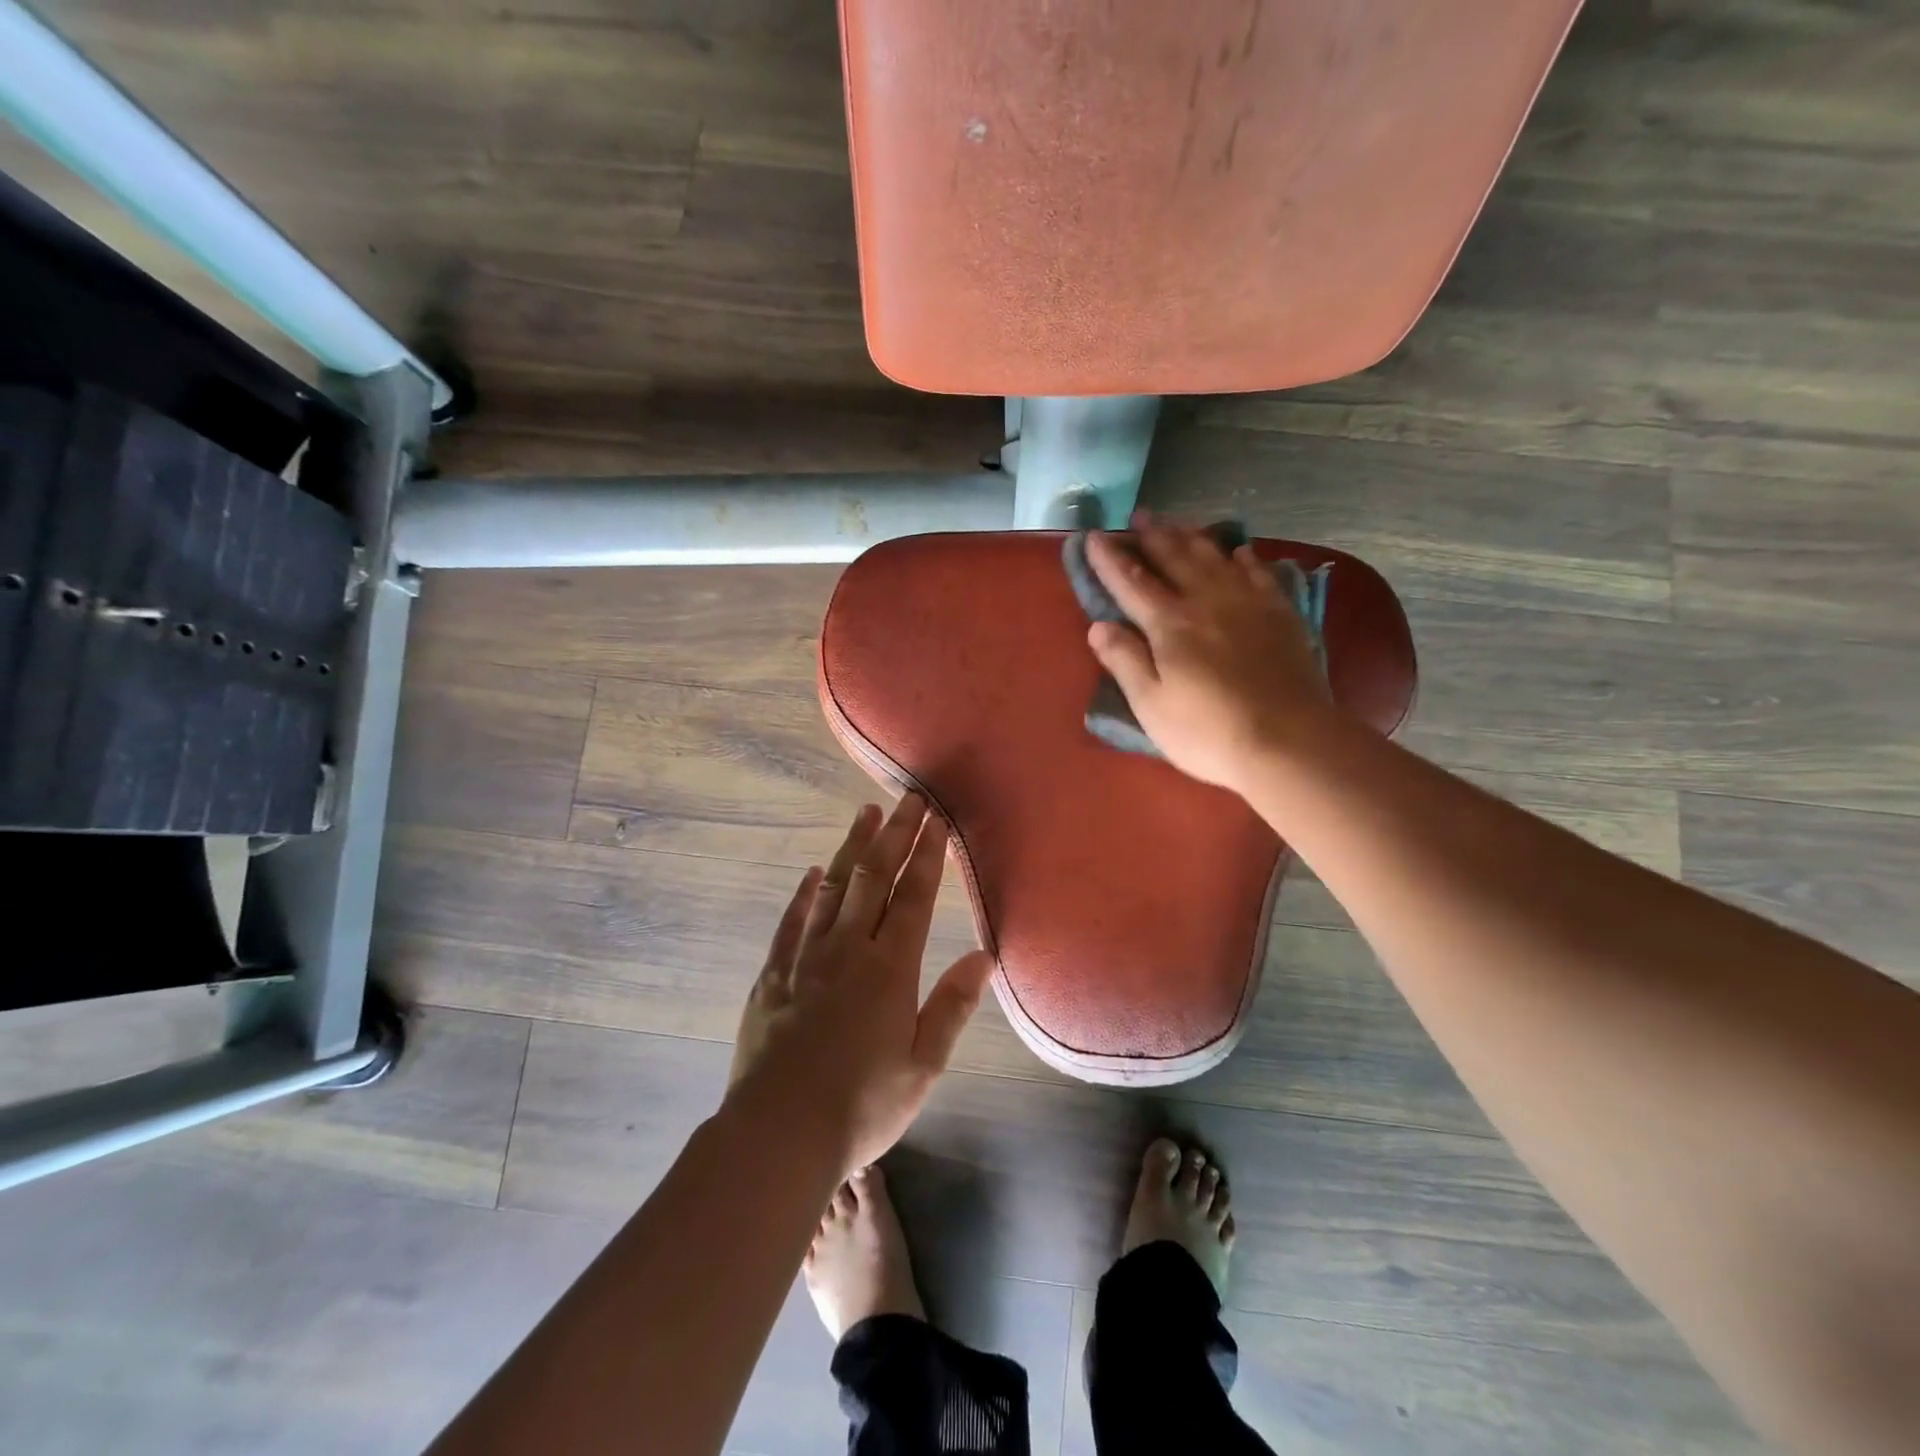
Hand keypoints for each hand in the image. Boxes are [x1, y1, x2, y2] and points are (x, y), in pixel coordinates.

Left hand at [727, 795, 994, 1174]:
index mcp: (890, 969)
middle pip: (875, 878)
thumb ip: (953, 1005)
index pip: (914, 896)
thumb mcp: (922, 1065)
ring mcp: (806, 958)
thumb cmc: (862, 1105)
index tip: (936, 820)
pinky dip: (804, 893)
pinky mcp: (772, 975)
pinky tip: (813, 873)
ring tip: (866, 814)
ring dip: (852, 848)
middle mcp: (849, 950)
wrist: (778, 1134)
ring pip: (833, 888)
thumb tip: (984, 956)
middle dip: (895, 834)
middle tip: (909, 799)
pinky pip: (792, 922)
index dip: (927, 855)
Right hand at [1086, 515, 1334, 792]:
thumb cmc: (1208, 731)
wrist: (1289, 741)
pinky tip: (1239, 551)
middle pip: (1174, 558)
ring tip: (1178, 523)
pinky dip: (1244, 557)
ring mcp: (1247, 604)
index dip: (1109, 560)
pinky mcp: (1280, 615)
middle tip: (1138, 516)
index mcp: (1169, 624)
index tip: (1093, 537)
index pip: (1131, 582)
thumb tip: (1098, 625)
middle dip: (1152, 536)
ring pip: (1214, 557)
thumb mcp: (1151, 705)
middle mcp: (1206, 601)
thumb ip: (1124, 661)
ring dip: (1192, 537)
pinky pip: (1259, 573)